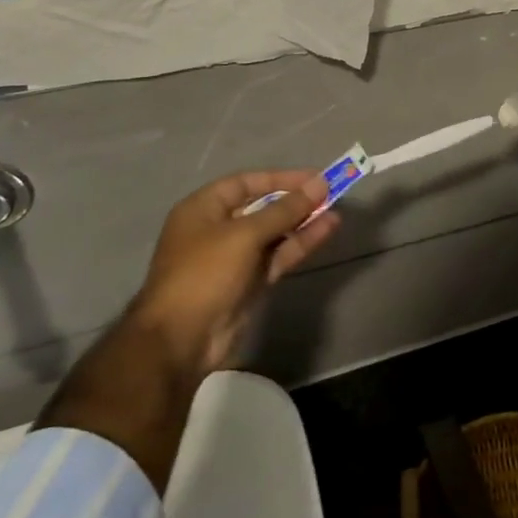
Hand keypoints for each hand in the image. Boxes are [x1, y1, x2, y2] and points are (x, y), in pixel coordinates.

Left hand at [129, 169, 341, 377]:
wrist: (181, 340)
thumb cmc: (205, 274)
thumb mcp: (245, 234)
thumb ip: (285, 209)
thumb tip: (319, 184)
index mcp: (203, 210)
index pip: (246, 183)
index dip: (280, 178)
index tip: (313, 178)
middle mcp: (218, 229)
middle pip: (262, 207)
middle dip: (295, 201)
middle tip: (330, 194)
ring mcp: (235, 258)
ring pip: (275, 233)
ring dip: (303, 222)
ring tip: (336, 211)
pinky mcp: (250, 282)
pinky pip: (279, 255)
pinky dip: (301, 243)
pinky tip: (326, 231)